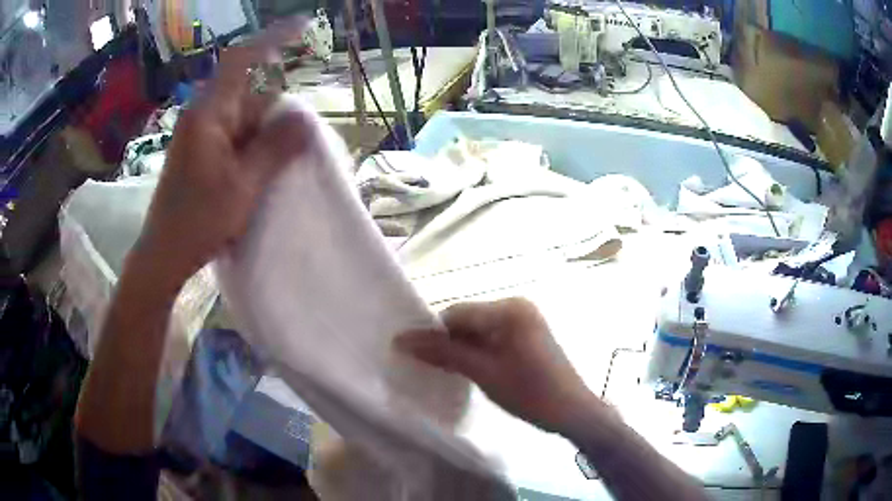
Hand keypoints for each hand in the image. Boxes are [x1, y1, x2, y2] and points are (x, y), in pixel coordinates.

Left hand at [134, 21, 309, 291]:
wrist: (163, 254)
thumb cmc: (197, 221)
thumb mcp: (243, 187)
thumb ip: (275, 149)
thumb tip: (306, 119)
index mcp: (208, 114)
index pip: (242, 61)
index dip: (273, 38)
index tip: (303, 25)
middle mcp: (203, 115)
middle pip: (248, 94)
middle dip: (273, 113)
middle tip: (290, 146)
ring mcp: (201, 134)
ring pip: (243, 118)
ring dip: (264, 136)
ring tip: (269, 172)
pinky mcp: (202, 151)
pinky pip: (235, 136)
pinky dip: (252, 147)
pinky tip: (258, 174)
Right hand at [396, 298, 603, 433]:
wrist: (572, 412)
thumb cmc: (529, 392)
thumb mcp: (483, 372)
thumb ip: (444, 353)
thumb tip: (402, 339)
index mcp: (509, 309)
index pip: (457, 313)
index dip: (433, 333)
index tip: (412, 354)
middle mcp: (516, 307)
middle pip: (468, 320)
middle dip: (447, 342)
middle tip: (426, 366)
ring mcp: (524, 321)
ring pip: (479, 330)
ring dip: (461, 349)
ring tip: (444, 371)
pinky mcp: (527, 336)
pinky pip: (493, 338)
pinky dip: (478, 352)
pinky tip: (467, 370)